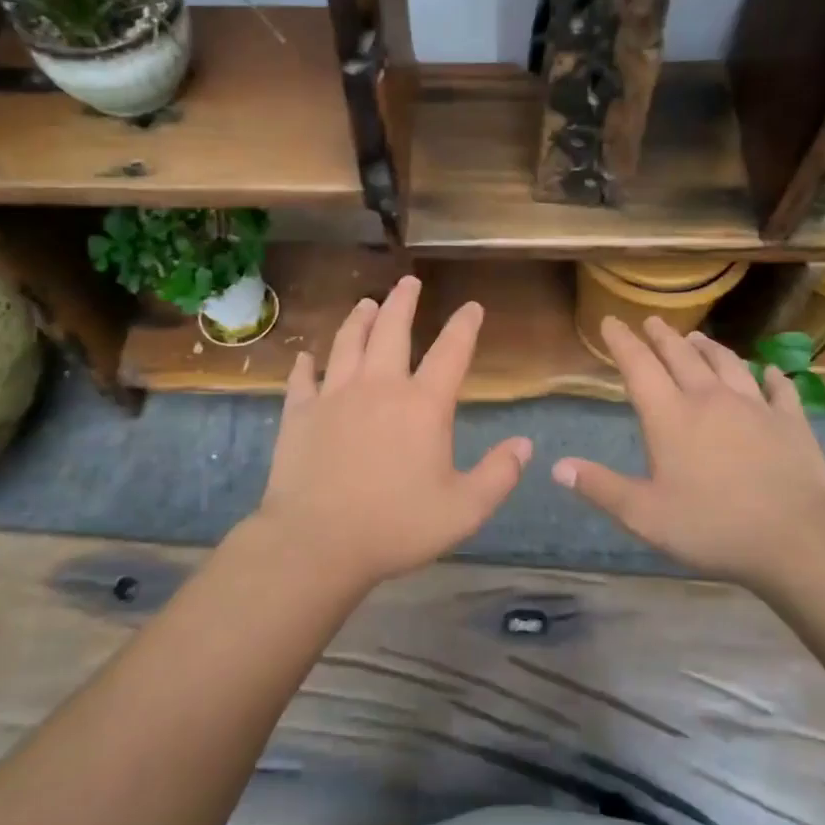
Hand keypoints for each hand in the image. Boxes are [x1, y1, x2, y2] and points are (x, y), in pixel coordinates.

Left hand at [234, 276, 531, 588]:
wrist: (317, 543)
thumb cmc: (396, 526)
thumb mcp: (464, 510)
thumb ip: (499, 475)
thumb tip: (525, 444)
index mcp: (423, 405)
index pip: (451, 352)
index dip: (465, 326)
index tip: (472, 306)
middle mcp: (379, 387)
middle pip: (392, 331)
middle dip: (404, 302)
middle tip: (409, 281)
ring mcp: (334, 396)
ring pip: (348, 344)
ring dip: (360, 320)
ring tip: (366, 303)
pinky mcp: (299, 414)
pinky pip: (302, 379)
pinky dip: (305, 365)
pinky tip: (306, 357)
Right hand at [552, 315, 824, 581]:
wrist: (795, 538)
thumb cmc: (711, 526)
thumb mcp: (644, 515)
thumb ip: (600, 487)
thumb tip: (557, 466)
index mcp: (670, 417)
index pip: (639, 367)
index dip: (622, 342)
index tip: (611, 321)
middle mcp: (709, 399)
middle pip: (681, 356)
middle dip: (663, 336)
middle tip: (653, 321)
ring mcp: (754, 406)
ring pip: (727, 364)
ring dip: (709, 348)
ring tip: (698, 337)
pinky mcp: (791, 422)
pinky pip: (779, 389)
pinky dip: (771, 376)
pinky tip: (770, 371)